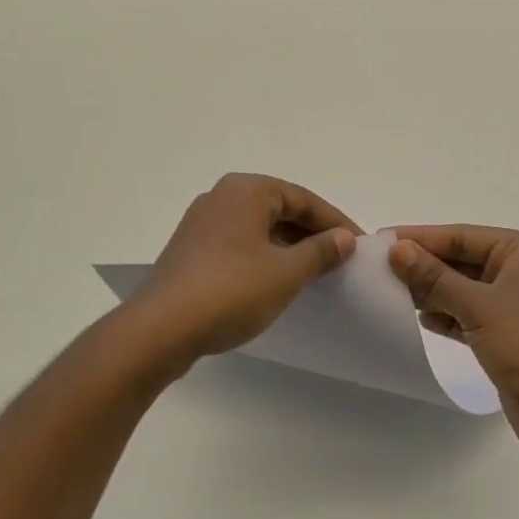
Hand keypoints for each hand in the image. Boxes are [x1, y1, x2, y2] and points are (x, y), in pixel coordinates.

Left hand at [129, 174, 358, 369]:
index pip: (303, 198)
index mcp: (247, 190)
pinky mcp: (191, 249)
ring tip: (314, 271)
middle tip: (340, 258)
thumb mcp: (286, 273)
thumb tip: (345, 238)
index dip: (334, 222)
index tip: (359, 244)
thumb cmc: (230, 291)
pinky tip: (275, 280)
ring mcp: (202, 222)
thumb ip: (320, 252)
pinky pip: (239, 242)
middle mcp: (222, 196)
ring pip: (258, 227)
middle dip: (311, 232)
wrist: (159, 329)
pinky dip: (263, 255)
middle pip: (279, 208)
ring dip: (288, 246)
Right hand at [388, 225, 518, 462]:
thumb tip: (397, 248)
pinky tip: (418, 318)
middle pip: (460, 260)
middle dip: (423, 265)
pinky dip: (444, 315)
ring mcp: (513, 305)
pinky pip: (467, 315)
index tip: (380, 240)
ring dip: (430, 291)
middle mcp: (518, 271)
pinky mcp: (506, 336)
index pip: (460, 236)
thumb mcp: (479, 306)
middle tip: (377, 268)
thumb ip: (435, 277)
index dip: (421, 238)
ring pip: (461, 288)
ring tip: (389, 292)